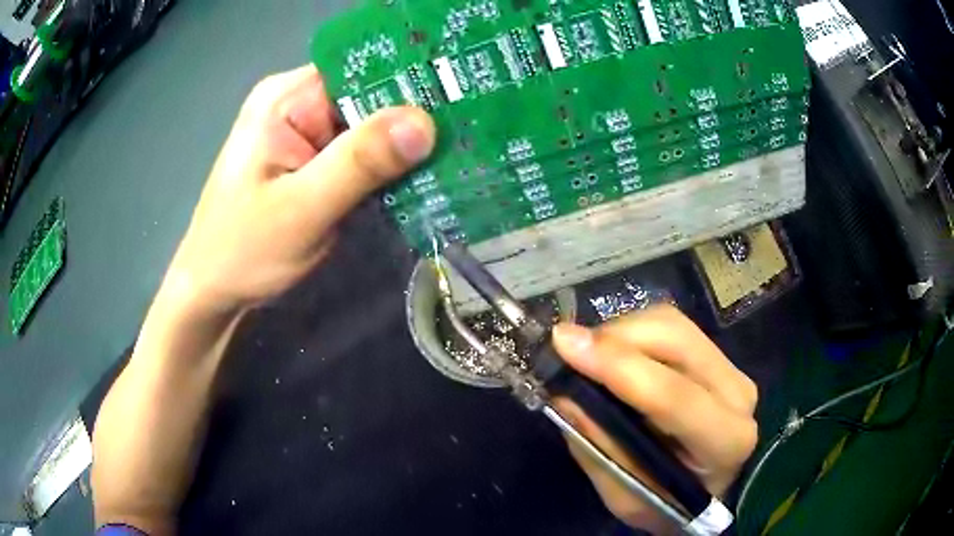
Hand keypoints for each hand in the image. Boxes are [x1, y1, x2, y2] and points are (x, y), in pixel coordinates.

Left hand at [90, 68, 432, 532]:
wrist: (213, 292)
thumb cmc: (241, 251)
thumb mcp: (301, 208)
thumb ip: (359, 162)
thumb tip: (425, 122)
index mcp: (286, 98)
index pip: (362, 69)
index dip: (412, 79)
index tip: (464, 95)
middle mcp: (298, 103)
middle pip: (371, 95)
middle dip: (418, 115)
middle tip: (475, 131)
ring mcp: (307, 134)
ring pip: (372, 126)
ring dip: (409, 144)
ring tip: (464, 152)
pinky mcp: (315, 162)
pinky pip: (363, 153)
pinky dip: (392, 167)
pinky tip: (426, 176)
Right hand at [551, 306, 757, 532]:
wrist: (704, 488)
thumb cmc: (666, 504)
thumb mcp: (627, 499)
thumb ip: (599, 452)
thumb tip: (565, 397)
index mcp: (725, 441)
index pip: (673, 395)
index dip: (617, 366)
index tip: (564, 345)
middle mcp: (736, 394)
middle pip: (676, 340)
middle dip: (615, 338)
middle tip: (569, 351)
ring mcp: (730, 368)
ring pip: (672, 324)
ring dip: (621, 331)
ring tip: (588, 356)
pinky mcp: (716, 356)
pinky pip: (671, 326)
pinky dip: (632, 332)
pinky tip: (613, 354)